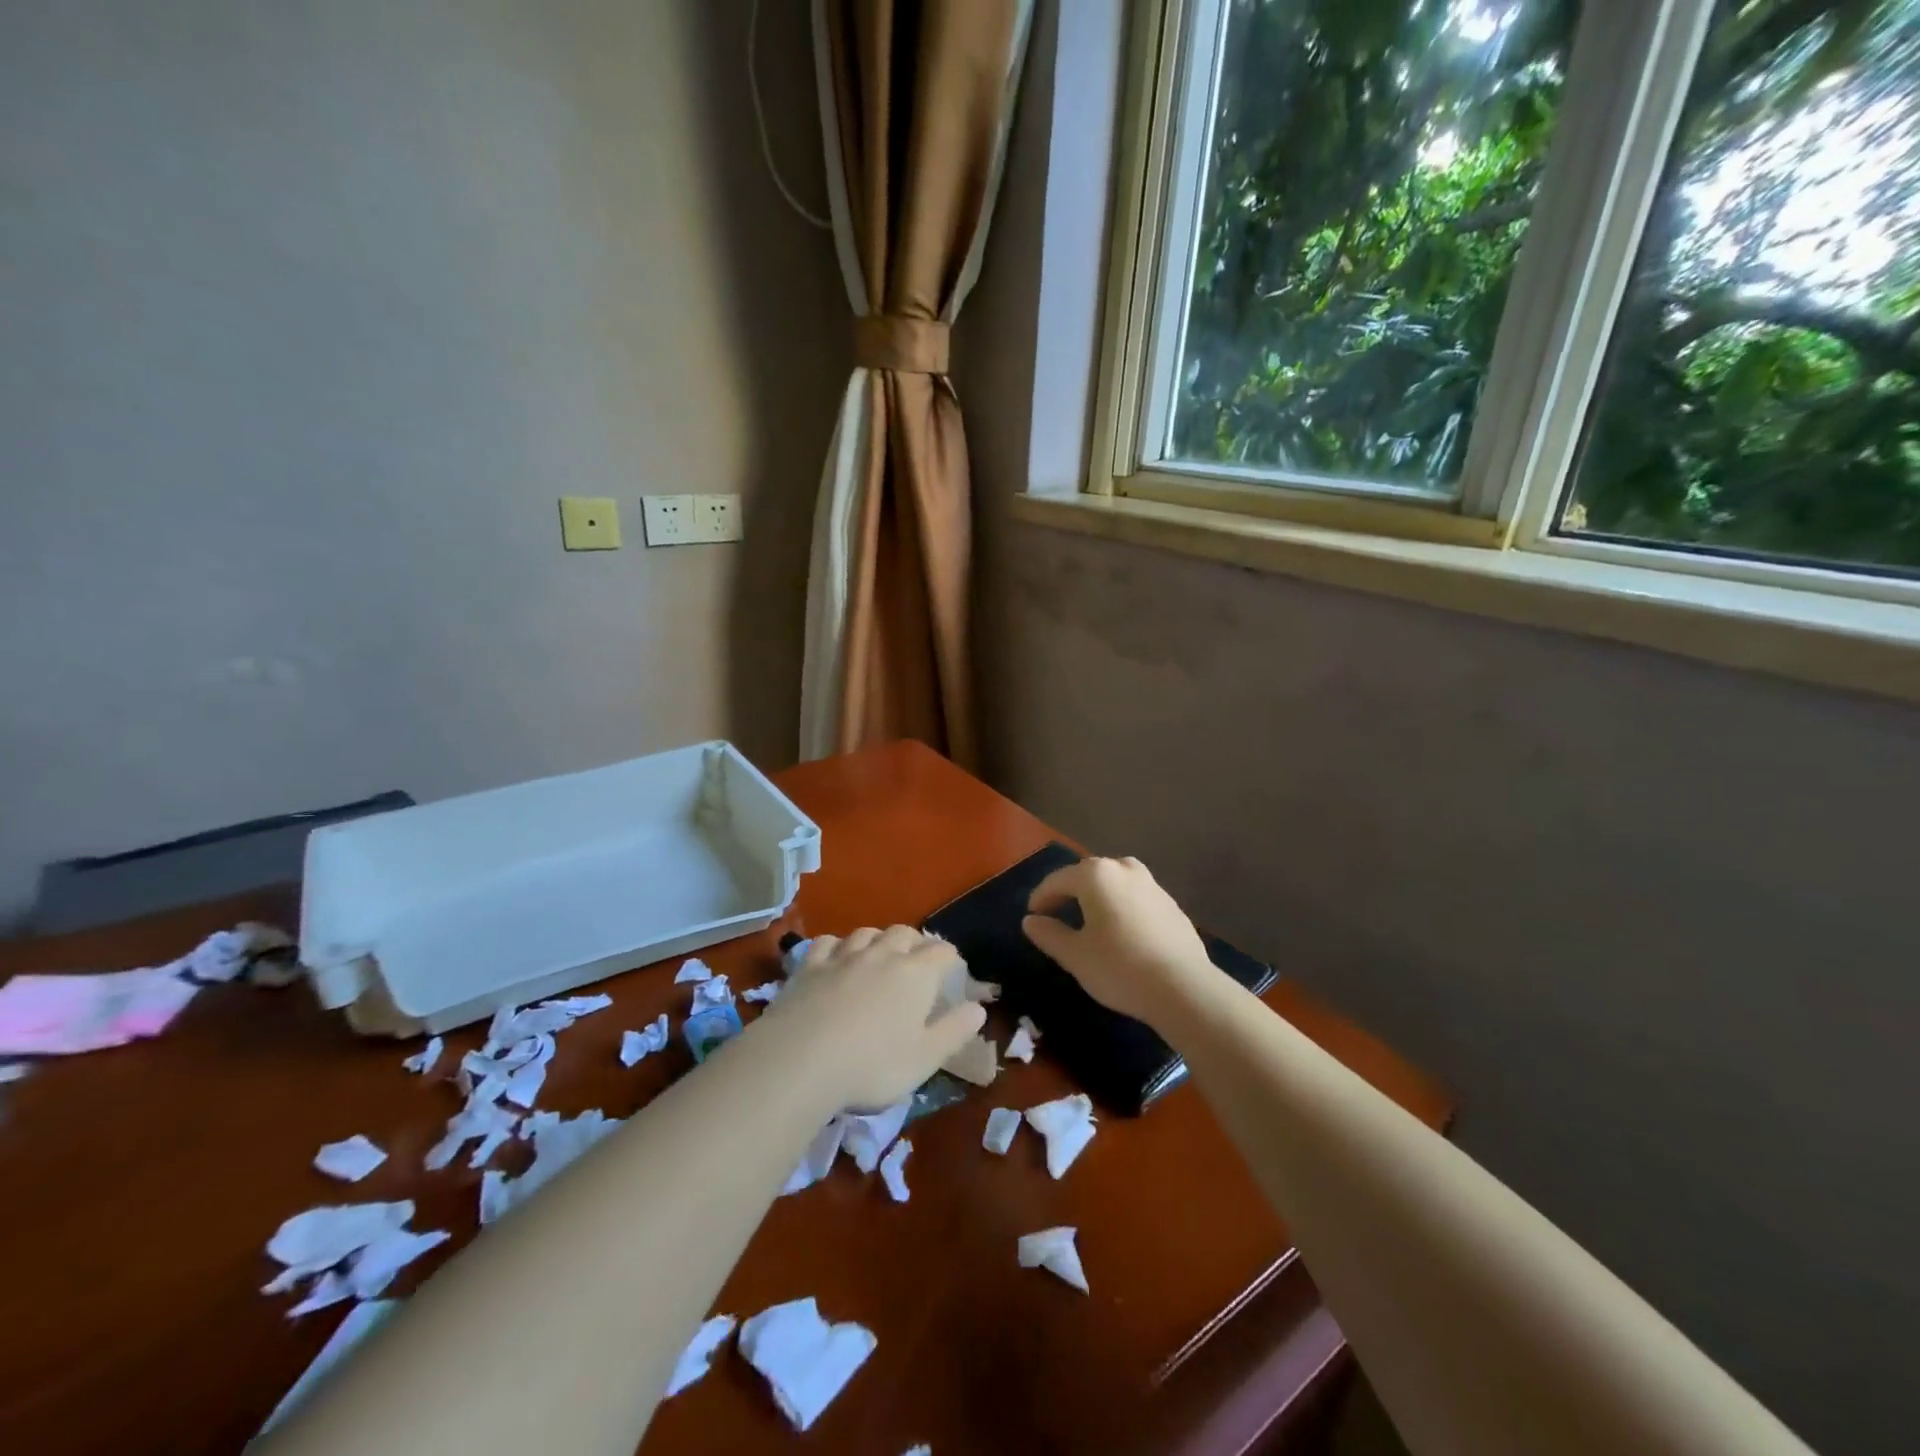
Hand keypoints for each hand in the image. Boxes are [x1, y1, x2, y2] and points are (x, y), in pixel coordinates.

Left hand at [757, 925, 985, 1110]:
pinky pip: (828, 943)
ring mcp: (843, 956)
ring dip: (878, 941)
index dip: (951, 960)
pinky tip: (835, 960)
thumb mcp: (925, 1059)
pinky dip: (837, 947)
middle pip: (904, 933)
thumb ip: (954, 1031)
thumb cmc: (872, 1065)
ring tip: (878, 958)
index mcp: (916, 973)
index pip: (942, 951)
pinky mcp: (809, 965)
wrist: (799, 1060)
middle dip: (915, 943)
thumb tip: (979, 1008)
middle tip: (916, 965)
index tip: (952, 975)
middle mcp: (882, 954)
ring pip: (867, 933)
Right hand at [1022, 857, 1213, 1025]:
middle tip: (1056, 914)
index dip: (1041, 897)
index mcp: (1096, 875)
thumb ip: (1049, 934)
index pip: (1058, 880)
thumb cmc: (1120, 967)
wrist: (1184, 987)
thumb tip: (1030, 921)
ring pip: (1115, 882)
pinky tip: (1121, 931)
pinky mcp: (1171, 904)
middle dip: (1069, 892)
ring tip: (1088, 919)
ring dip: (1097, 896)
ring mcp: (1152, 884)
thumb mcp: (1075, 955)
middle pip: (1088, 874)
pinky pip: (1135, 897)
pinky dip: (1121, 906)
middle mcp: (1124, 869)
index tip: (1032, 915)